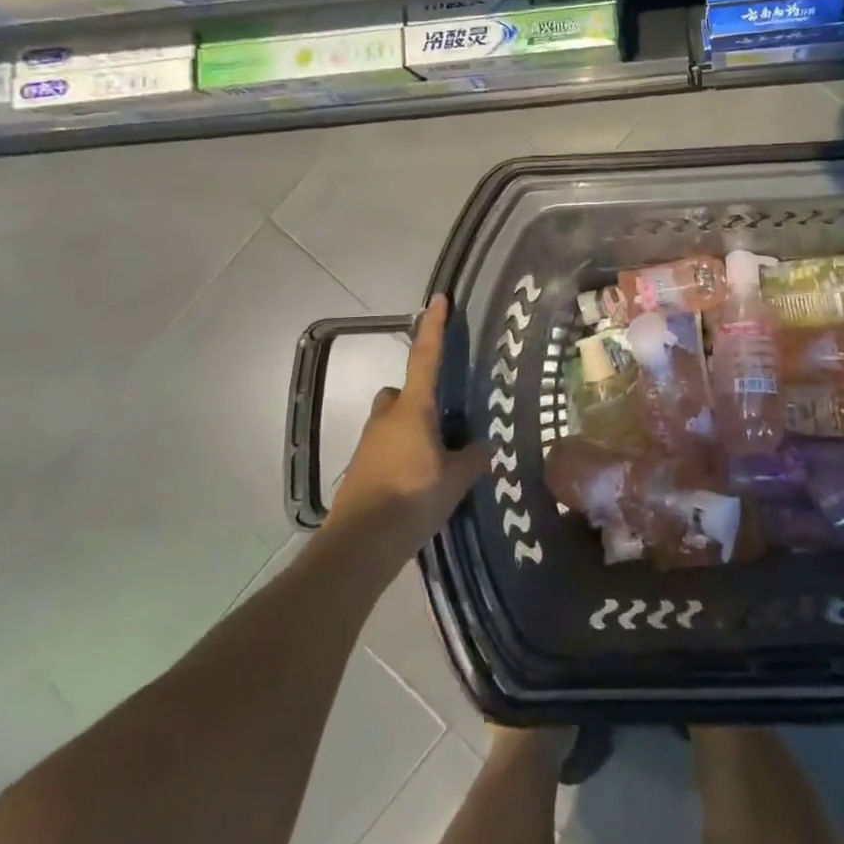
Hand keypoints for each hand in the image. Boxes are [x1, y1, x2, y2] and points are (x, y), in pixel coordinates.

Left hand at [328, 297, 491, 566]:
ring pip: (391, 421)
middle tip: (443, 419)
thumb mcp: (456, 479)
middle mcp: (387, 418)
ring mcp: (369, 444)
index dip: (434, 327)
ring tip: (436, 458)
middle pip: (400, 392)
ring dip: (408, 429)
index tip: (438, 299)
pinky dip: (400, 456)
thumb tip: (484, 446)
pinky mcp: (360, 471)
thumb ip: (472, 458)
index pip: (426, 357)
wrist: (360, 545)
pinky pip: (385, 449)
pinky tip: (419, 482)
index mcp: (413, 409)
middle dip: (417, 397)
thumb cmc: (413, 499)